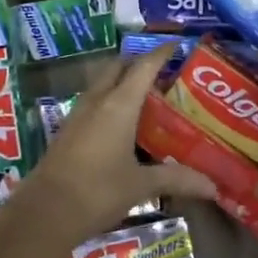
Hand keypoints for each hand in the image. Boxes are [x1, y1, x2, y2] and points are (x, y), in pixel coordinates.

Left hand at [14, 44, 216, 240]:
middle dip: (138, 63)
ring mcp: (77, 115)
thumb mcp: (141, 186)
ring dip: (121, 82)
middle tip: (164, 73)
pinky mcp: (67, 132)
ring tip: (147, 96)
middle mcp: (96, 102)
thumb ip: (176, 180)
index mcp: (118, 105)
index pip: (143, 67)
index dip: (161, 54)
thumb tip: (213, 186)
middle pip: (117, 68)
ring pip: (102, 84)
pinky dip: (110, 102)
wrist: (45, 212)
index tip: (178, 45)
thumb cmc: (97, 191)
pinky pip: (93, 104)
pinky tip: (123, 124)